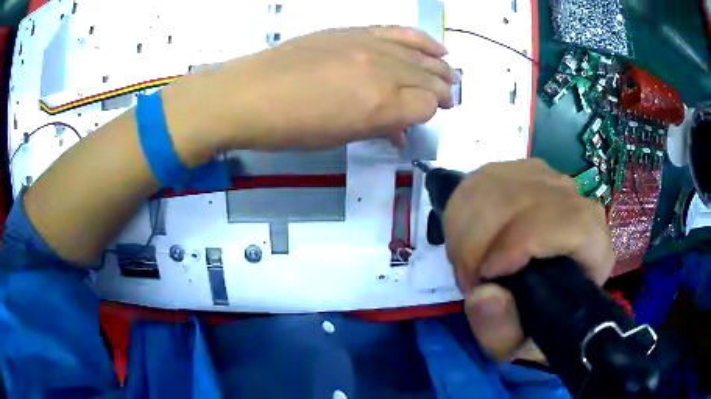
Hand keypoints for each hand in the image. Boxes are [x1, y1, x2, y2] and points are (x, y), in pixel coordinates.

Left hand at [172, 26, 454, 150]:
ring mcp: (369, 45)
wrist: (249, 94)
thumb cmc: (289, 128)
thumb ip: (378, 128)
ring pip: (420, 55)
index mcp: (379, 106)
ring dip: (439, 67)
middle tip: (449, 98)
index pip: (426, 106)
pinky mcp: (355, 31)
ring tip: (449, 75)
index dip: (430, 113)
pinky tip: (437, 48)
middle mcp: (382, 72)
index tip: (425, 118)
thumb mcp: (338, 138)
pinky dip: (422, 40)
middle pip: (428, 79)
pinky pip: (399, 32)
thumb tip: (399, 127)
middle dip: (443, 90)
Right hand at [443, 159, 614, 360]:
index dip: (524, 243)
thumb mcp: (514, 343)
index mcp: (594, 252)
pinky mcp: (527, 171)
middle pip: (527, 200)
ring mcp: (553, 182)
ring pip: (500, 183)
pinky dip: (464, 209)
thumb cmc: (532, 320)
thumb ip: (500, 332)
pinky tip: (469, 237)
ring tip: (468, 261)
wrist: (537, 290)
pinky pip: (485, 177)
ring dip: (468, 226)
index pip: (573, 224)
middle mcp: (581, 206)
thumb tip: (483, 294)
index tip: (487, 274)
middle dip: (482, 240)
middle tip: (469, 276)